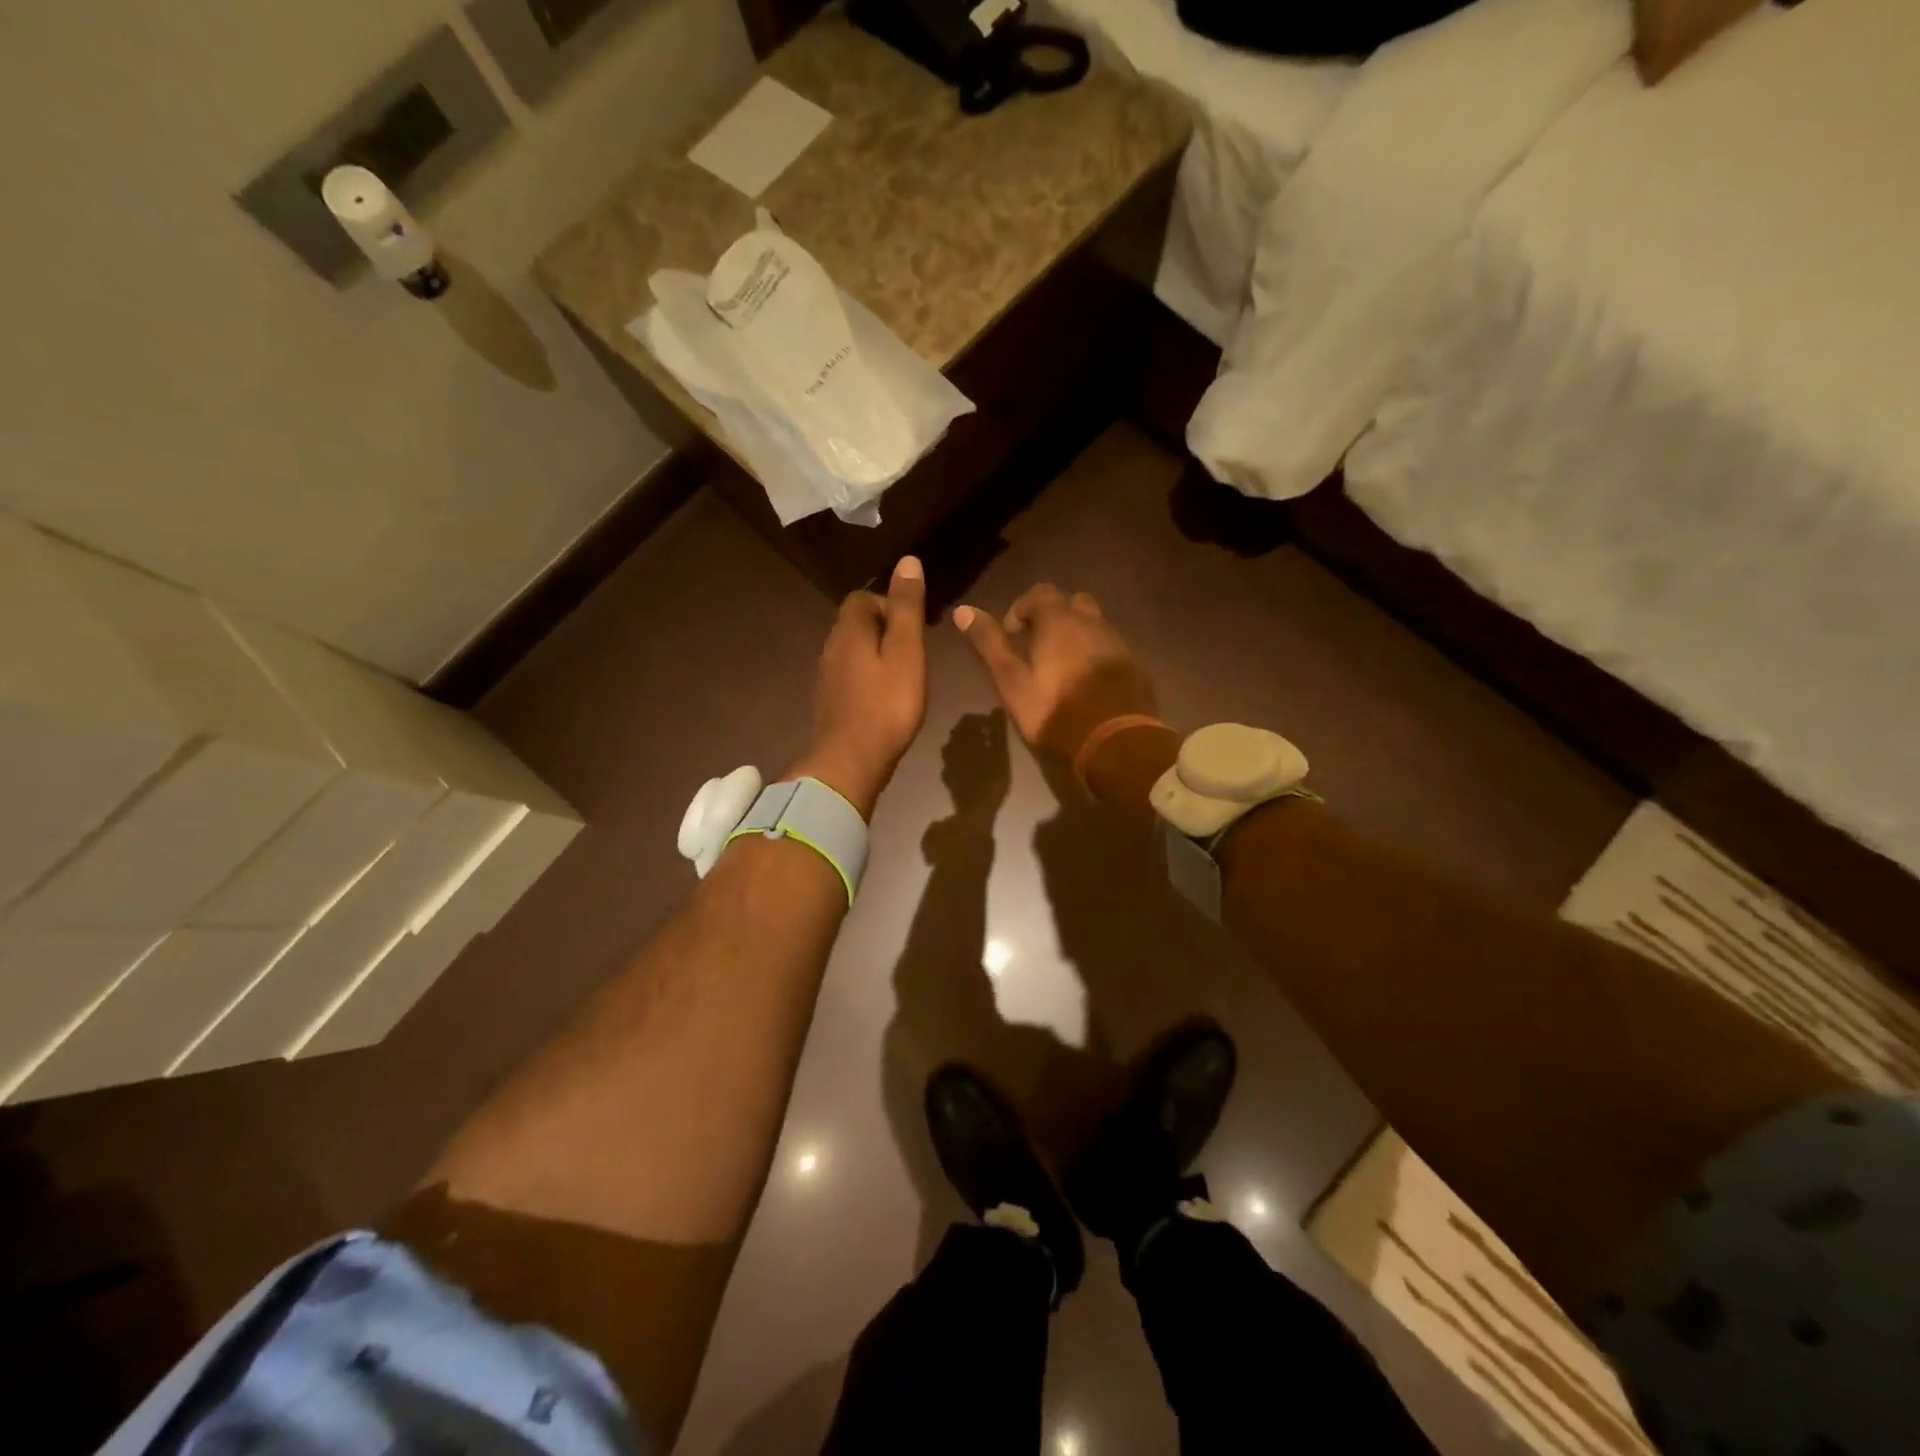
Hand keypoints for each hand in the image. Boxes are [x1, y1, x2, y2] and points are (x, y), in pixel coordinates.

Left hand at [792, 557, 927, 817]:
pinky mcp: (829, 702)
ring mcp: (826, 677)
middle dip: (885, 629)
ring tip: (904, 675)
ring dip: (876, 655)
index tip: (914, 627)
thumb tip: (907, 561)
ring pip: (852, 651)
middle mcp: (830, 648)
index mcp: (849, 631)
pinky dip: (868, 677)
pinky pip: (849, 676)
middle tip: (914, 653)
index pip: (863, 598)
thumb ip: (906, 608)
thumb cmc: (887, 705)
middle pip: (856, 623)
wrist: (851, 762)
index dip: (889, 604)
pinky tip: (885, 698)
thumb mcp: (906, 652)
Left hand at [939, 710, 1011, 818]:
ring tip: (979, 751)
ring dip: (964, 744)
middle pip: (959, 731)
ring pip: (952, 746)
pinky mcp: (947, 777)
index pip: (969, 719)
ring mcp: (947, 763)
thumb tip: (997, 709)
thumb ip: (998, 731)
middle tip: (988, 737)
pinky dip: (959, 759)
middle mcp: (952, 747)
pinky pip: (951, 762)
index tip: (994, 726)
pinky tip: (967, 766)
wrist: (974, 809)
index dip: (981, 719)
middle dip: (972, 730)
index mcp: (965, 738)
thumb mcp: (1000, 753)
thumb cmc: (992, 779)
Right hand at [952, 584, 1157, 761]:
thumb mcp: (1012, 682)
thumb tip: (963, 610)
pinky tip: (1086, 685)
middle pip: (1071, 603)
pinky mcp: (1134, 666)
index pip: (1039, 592)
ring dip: (1075, 637)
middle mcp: (1093, 623)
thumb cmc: (1055, 712)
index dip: (1021, 609)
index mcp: (1060, 621)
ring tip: (1060, 669)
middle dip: (1052, 618)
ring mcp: (1118, 644)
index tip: (1012, 637)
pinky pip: (1110, 649)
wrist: (1117, 743)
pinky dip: (1095, 656)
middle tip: (1036, 649)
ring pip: (1094, 625)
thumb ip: (990, 644)